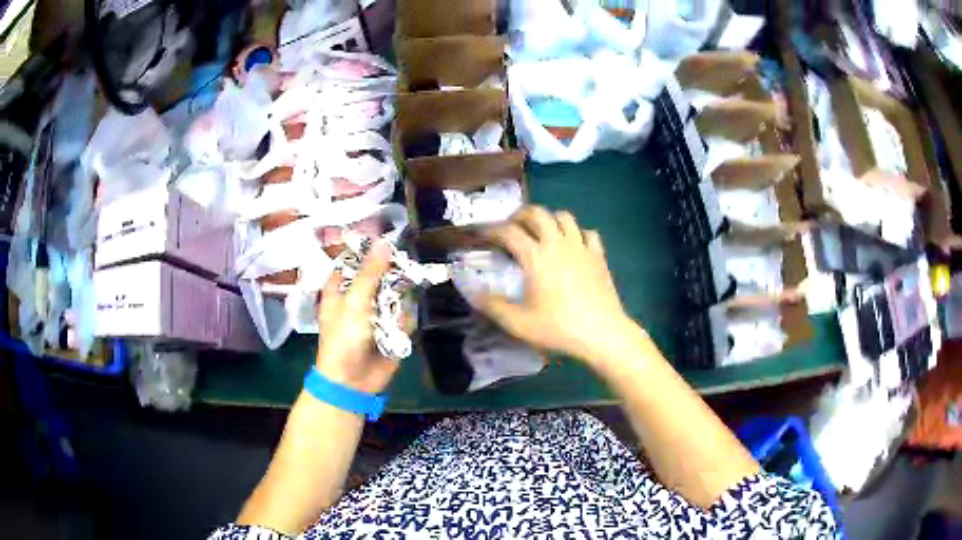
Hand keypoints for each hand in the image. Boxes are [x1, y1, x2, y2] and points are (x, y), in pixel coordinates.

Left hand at [315, 241, 398, 393]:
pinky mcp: (392, 329)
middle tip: (405, 269)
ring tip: (394, 309)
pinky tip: (397, 329)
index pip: (356, 258)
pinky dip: (404, 320)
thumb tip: (384, 242)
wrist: (352, 381)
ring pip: (397, 293)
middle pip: (381, 274)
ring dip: (400, 299)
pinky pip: (405, 315)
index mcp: (342, 287)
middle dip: (393, 274)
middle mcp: (360, 296)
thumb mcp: (354, 303)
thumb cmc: (344, 339)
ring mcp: (377, 313)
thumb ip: (371, 273)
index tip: (389, 240)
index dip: (371, 249)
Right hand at [475, 206, 642, 364]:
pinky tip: (573, 245)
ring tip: (541, 232)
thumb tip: (472, 293)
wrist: (602, 333)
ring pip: (564, 216)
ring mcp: (581, 247)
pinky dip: (577, 233)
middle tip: (512, 226)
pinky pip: (587, 232)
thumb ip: (493, 306)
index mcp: (535, 257)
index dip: (491, 229)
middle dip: (521, 214)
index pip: (509, 231)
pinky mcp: (599, 255)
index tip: (482, 234)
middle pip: (538, 213)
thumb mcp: (519, 323)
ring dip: (549, 219)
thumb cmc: (558, 327)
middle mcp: (557, 243)